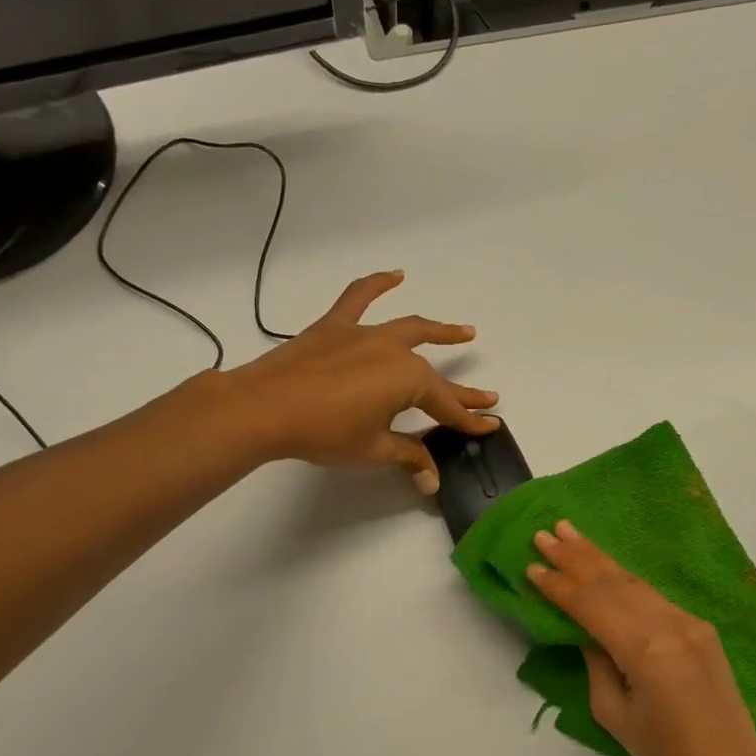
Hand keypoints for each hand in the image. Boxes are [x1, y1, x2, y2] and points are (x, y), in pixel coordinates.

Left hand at [218, 271, 498, 491]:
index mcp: (408, 380)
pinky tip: (395, 275)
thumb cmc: (324, 432)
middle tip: (486, 395)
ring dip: (439, 331)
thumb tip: (432, 480)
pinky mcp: (335, 327)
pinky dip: (378, 284)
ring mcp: (365, 334)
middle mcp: (394, 351)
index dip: (469, 419)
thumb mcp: (372, 450)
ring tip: (464, 331)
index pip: (446, 405)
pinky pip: (359, 297)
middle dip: (461, 390)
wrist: (265, 407)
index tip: (491, 424)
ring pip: (410, 329)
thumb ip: (408, 457)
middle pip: (434, 373)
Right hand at [526, 521, 755, 755]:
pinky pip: (652, 596)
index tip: (531, 566)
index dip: (559, 586)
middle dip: (575, 557)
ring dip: (598, 557)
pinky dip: (624, 578)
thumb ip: (595, 663)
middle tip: (545, 534)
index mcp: (644, 649)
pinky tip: (605, 566)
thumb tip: (585, 630)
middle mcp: (667, 624)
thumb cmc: (665, 753)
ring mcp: (686, 620)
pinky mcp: (698, 625)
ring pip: (633, 581)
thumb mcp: (613, 713)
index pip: (591, 605)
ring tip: (569, 533)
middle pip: (612, 582)